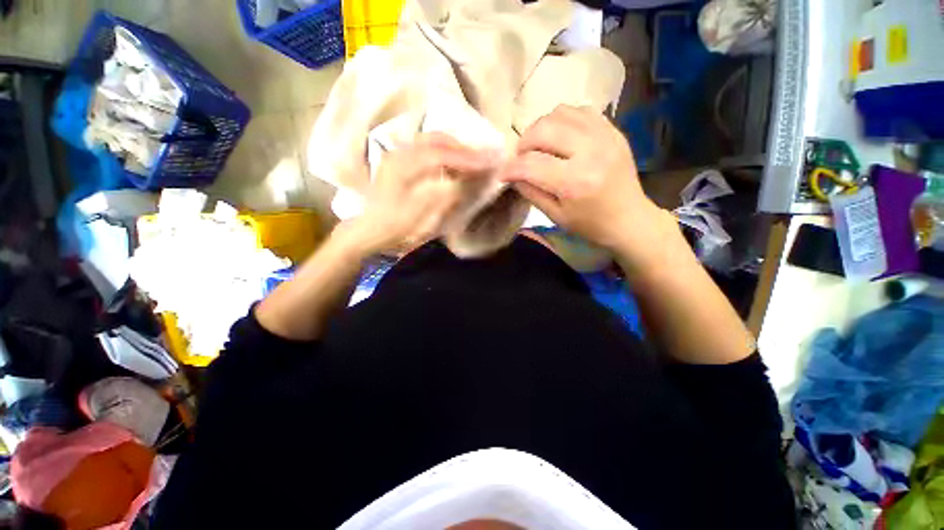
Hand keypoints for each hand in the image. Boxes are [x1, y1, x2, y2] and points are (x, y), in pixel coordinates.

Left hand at [343, 133, 494, 255]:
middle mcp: (400, 154)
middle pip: (438, 141)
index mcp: (403, 168)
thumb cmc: (395, 228)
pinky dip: (445, 151)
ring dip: (456, 148)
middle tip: (485, 159)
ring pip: (432, 141)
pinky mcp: (399, 160)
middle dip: (465, 149)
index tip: (492, 161)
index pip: (442, 155)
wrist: (368, 231)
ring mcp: (398, 154)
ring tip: (473, 161)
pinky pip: (426, 147)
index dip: (469, 158)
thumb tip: (470, 180)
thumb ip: (447, 196)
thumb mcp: (423, 219)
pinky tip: (454, 162)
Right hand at [503, 105, 675, 269]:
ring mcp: (605, 135)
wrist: (629, 218)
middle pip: (543, 129)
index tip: (503, 174)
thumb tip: (512, 174)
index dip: (511, 168)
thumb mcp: (555, 215)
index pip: (531, 164)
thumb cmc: (589, 224)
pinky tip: (560, 138)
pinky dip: (562, 120)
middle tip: (521, 158)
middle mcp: (591, 151)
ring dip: (541, 128)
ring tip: (539, 146)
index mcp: (575, 182)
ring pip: (559, 113)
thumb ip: (530, 192)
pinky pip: (579, 110)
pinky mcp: (612, 129)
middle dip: (523, 143)